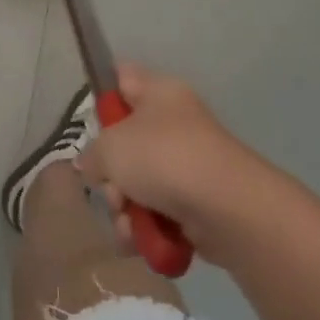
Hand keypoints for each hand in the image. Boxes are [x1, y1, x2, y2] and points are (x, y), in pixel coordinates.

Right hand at [78, 64, 268, 265]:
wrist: (228, 210)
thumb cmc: (164, 158)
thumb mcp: (110, 148)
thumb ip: (92, 154)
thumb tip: (93, 165)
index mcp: (158, 92)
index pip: (122, 78)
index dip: (103, 97)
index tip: (92, 126)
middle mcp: (175, 122)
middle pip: (125, 142)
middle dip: (111, 174)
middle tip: (113, 188)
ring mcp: (188, 164)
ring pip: (139, 183)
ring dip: (124, 208)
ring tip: (127, 223)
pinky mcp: (197, 203)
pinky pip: (158, 212)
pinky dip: (146, 228)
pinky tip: (140, 240)